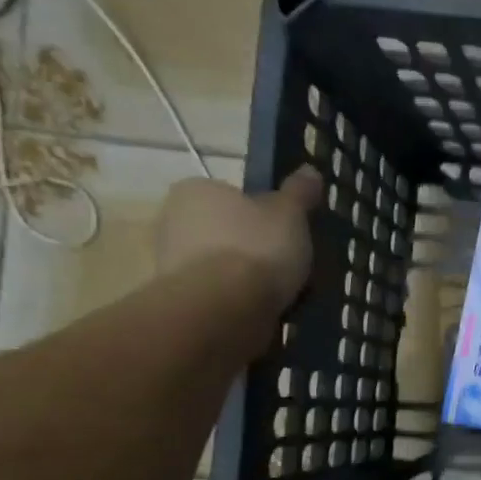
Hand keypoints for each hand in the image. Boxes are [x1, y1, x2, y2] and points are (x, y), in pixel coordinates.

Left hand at [155, 167, 322, 314]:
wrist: (222, 309)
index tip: (286, 230)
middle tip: (288, 261)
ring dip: (245, 276)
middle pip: (224, 230)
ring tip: (281, 292)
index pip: (232, 195)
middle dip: (252, 245)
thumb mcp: (290, 214)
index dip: (262, 212)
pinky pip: (218, 293)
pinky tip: (262, 310)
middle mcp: (172, 220)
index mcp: (196, 190)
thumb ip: (299, 192)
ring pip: (220, 264)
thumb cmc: (256, 248)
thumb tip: (309, 170)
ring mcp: (170, 262)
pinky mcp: (179, 299)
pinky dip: (238, 300)